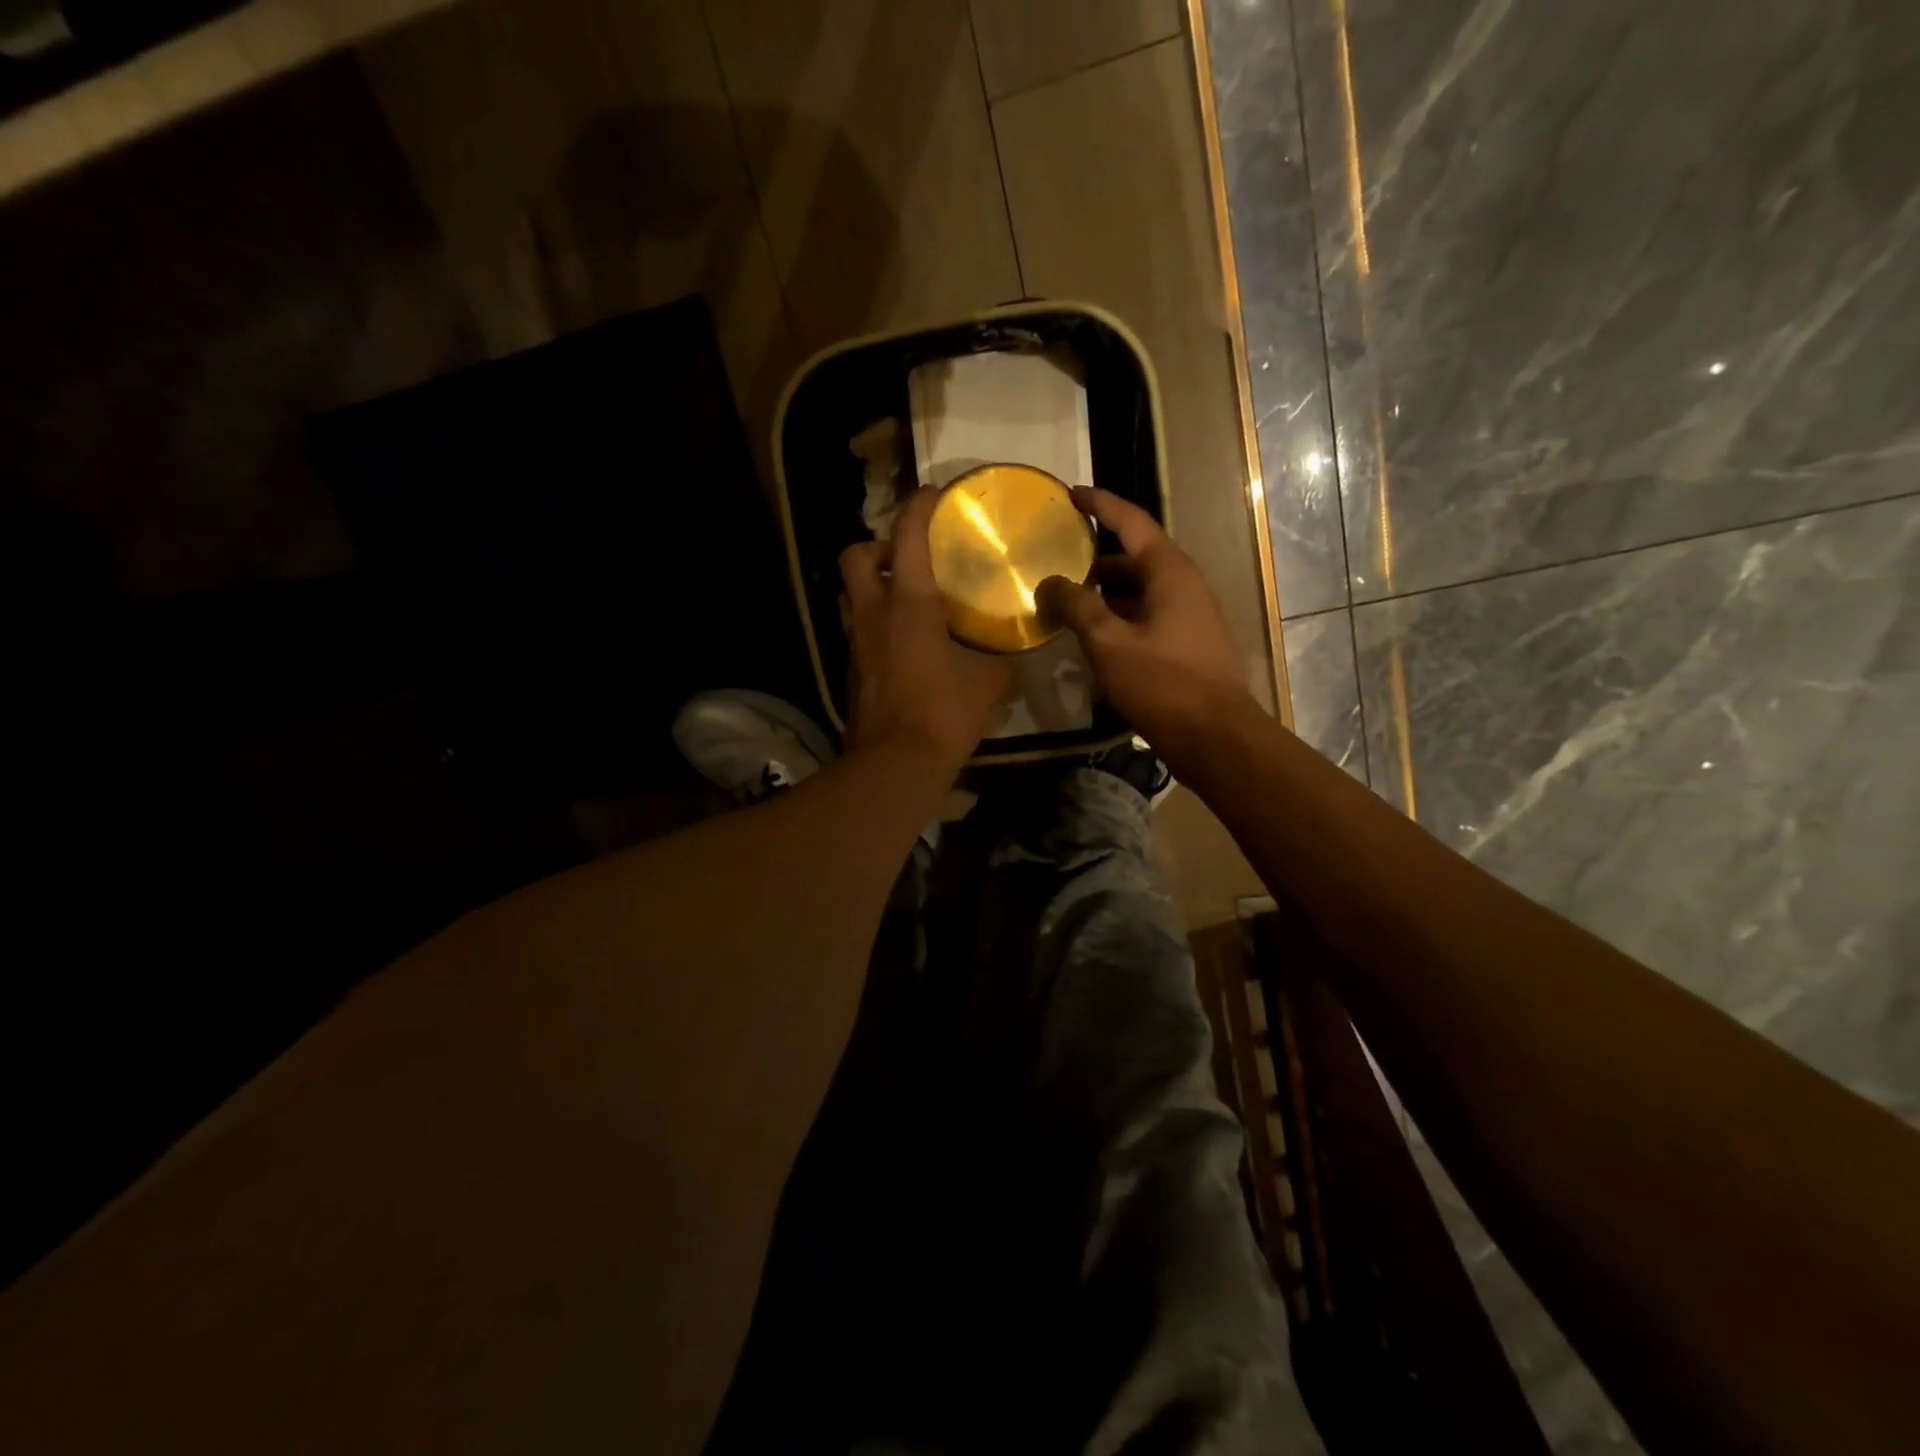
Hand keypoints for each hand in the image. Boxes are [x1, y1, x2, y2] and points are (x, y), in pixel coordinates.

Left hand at [839, 487, 1015, 770]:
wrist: (896, 763)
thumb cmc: (944, 712)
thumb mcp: (989, 683)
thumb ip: (1002, 662)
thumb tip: (1014, 656)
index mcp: (908, 602)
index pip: (909, 535)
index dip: (921, 506)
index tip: (936, 495)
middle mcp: (873, 612)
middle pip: (855, 555)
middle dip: (877, 546)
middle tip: (907, 560)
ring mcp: (855, 642)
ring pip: (849, 594)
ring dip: (871, 585)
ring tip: (903, 598)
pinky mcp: (849, 670)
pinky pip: (857, 630)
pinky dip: (874, 624)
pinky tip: (902, 642)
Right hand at [1040, 487, 1255, 769]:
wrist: (1215, 736)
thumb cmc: (1162, 683)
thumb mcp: (1109, 643)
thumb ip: (1077, 607)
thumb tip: (1050, 583)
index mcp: (1169, 571)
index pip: (1131, 521)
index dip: (1100, 504)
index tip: (1071, 494)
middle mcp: (1184, 584)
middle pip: (1135, 557)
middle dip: (1096, 558)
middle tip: (1059, 563)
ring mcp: (1190, 614)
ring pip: (1140, 589)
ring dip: (1106, 593)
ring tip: (1069, 604)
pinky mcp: (1188, 642)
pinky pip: (1148, 615)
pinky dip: (1120, 616)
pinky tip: (1096, 637)